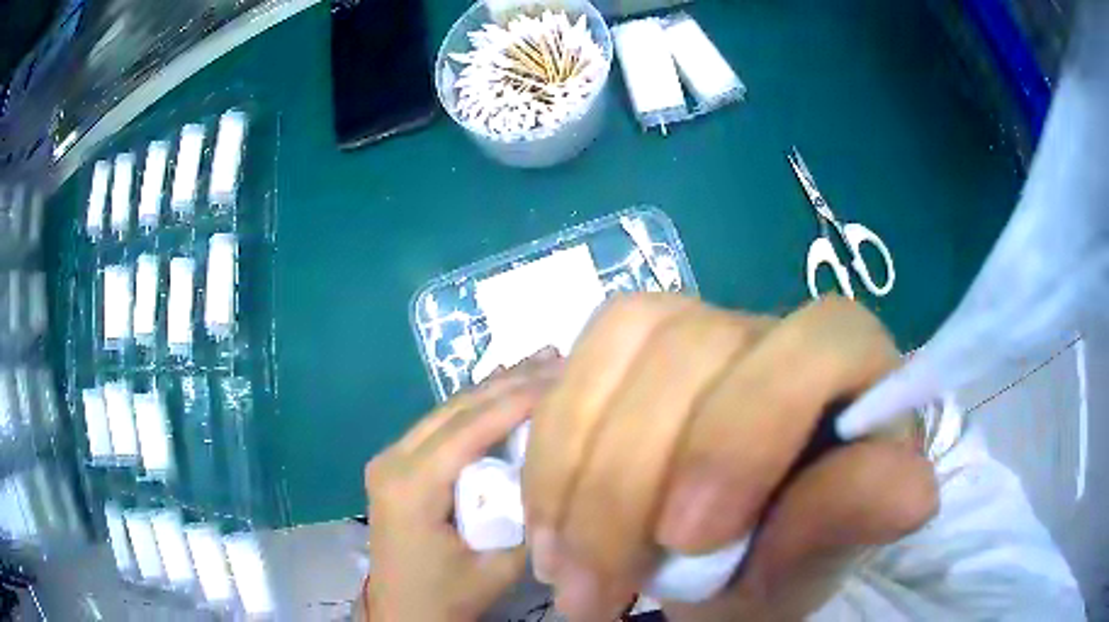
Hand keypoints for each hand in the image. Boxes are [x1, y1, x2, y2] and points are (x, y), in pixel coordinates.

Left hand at [363, 350, 561, 621]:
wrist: (403, 612)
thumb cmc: (448, 595)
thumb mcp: (499, 568)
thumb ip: (532, 519)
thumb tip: (565, 471)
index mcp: (411, 487)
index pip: (469, 429)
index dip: (518, 399)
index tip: (563, 376)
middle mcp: (392, 460)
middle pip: (455, 409)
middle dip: (509, 381)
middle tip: (556, 356)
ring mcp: (389, 459)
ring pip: (446, 411)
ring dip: (492, 387)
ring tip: (537, 362)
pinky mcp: (395, 465)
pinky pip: (439, 426)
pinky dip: (475, 407)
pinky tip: (502, 390)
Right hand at [522, 295, 937, 620]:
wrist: (721, 555)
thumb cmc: (782, 558)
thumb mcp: (809, 564)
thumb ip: (847, 523)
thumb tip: (914, 494)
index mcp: (852, 367)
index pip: (815, 349)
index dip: (743, 435)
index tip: (685, 539)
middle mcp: (775, 330)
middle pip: (691, 348)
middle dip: (626, 486)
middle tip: (595, 591)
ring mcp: (699, 326)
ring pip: (620, 344)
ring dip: (572, 475)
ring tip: (561, 568)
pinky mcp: (634, 346)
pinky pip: (576, 367)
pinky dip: (550, 454)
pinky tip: (549, 523)